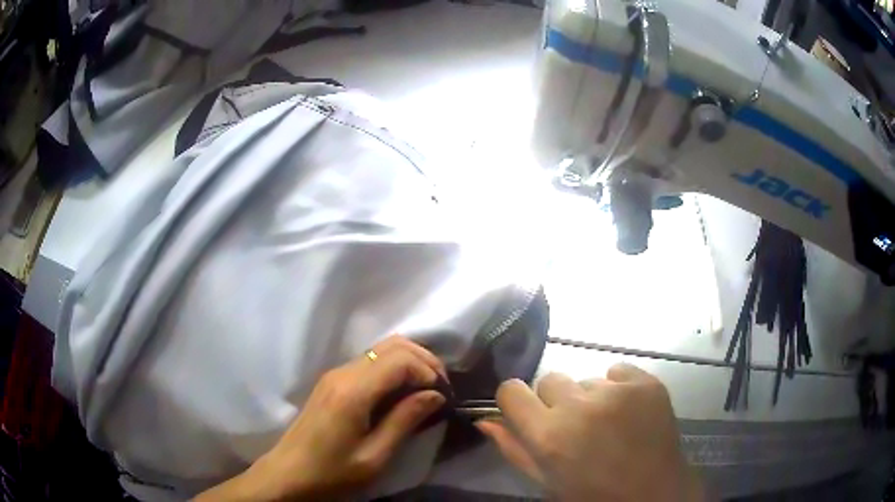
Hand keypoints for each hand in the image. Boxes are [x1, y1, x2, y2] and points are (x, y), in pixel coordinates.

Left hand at [196, 336, 446, 500]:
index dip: (428, 371)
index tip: (443, 396)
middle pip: (392, 345)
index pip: (399, 359)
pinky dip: (393, 368)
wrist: (289, 474)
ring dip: (409, 362)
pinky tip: (402, 392)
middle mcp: (343, 372)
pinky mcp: (332, 382)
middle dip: (423, 360)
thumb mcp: (375, 456)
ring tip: (426, 389)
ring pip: (381, 349)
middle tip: (440, 388)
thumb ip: (405, 421)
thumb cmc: (332, 472)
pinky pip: (369, 362)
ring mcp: (335, 374)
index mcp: (353, 391)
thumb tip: (435, 395)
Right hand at [477, 364, 703, 501]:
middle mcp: (580, 406)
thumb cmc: (593, 495)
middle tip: (575, 427)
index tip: (527, 413)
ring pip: (586, 379)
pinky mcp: (646, 382)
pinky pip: (617, 371)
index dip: (516, 401)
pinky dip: (618, 388)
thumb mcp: (546, 481)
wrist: (654, 494)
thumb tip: (484, 419)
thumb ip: (513, 448)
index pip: (511, 390)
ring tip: (607, 424)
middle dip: (556, 401)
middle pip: (550, 380)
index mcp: (549, 435)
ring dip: (589, 398)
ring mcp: (617, 391)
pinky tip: (628, 412)